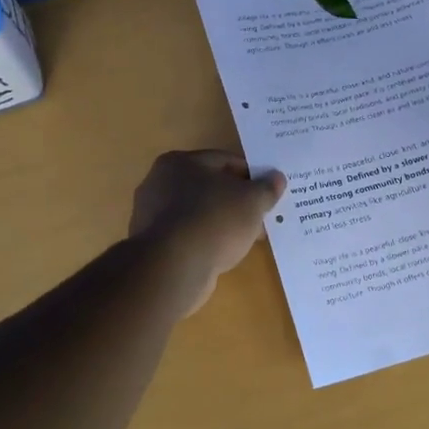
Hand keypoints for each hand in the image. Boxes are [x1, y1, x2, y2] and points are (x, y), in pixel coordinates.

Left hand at [129, 150, 286, 315]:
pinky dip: (207, 240)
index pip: (223, 160)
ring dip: (223, 222)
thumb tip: (277, 178)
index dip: (250, 174)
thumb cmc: (214, 221)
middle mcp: (159, 183)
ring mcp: (152, 216)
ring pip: (199, 213)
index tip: (268, 191)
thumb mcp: (251, 201)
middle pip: (209, 187)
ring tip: (247, 238)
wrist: (174, 267)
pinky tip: (225, 253)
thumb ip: (266, 188)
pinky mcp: (153, 246)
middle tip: (261, 216)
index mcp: (178, 162)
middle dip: (236, 201)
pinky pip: (189, 236)